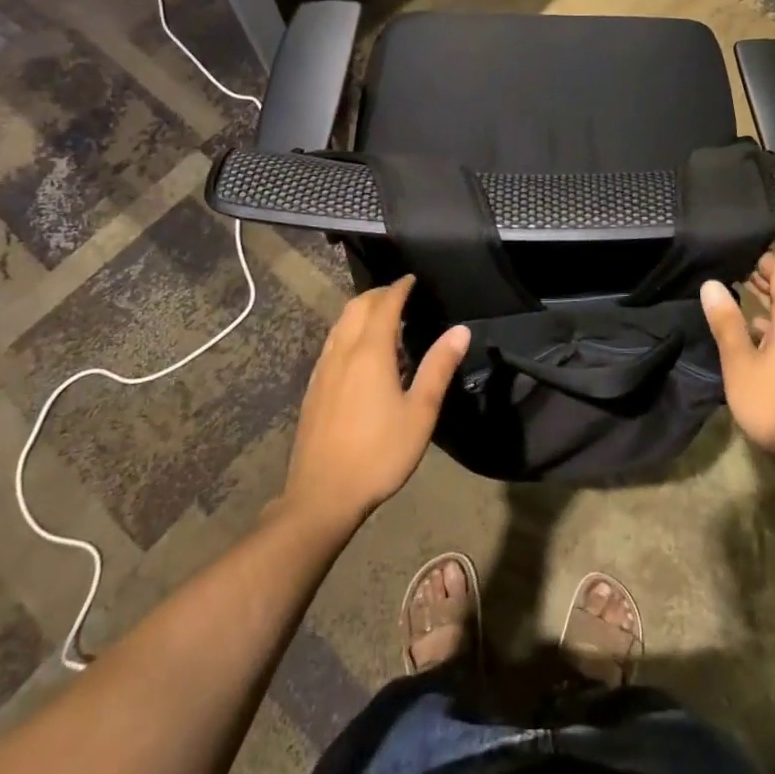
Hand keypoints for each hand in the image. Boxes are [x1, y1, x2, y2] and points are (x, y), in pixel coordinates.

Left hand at [280, 277, 469, 533]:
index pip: (384, 304)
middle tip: (401, 296)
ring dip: (361, 311)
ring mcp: (323, 369)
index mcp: (370, 352)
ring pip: (340, 324)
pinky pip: (333, 343)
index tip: (412, 278)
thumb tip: (460, 330)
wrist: (322, 494)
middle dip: (379, 294)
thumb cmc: (379, 452)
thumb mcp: (420, 412)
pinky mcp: (314, 387)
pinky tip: (362, 354)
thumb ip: (438, 367)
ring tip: (385, 321)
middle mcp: (342, 351)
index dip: (399, 287)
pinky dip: (350, 331)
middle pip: (357, 307)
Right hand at [701, 253, 774, 472]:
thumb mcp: (740, 363)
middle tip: (732, 269)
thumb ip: (726, 323)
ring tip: (738, 297)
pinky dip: (773, 325)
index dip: (764, 260)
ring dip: (767, 304)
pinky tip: (754, 337)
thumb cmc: (773, 405)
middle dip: (763, 280)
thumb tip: (712, 284)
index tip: (739, 251)